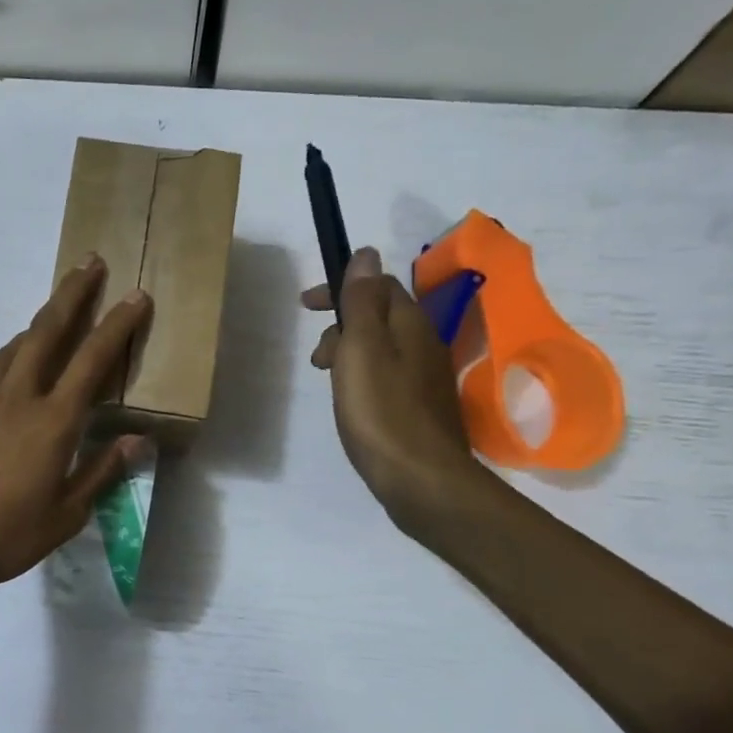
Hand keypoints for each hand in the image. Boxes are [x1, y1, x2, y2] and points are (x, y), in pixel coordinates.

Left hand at [0, 256, 152, 599]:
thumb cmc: (3, 537)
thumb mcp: (65, 516)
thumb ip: (101, 472)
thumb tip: (137, 440)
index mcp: (52, 422)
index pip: (92, 360)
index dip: (117, 325)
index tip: (136, 295)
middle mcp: (15, 399)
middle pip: (46, 331)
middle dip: (71, 293)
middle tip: (89, 263)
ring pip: (11, 350)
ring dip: (36, 326)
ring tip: (52, 317)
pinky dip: (7, 369)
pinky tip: (9, 389)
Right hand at [303, 246, 484, 536]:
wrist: (421, 480)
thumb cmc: (382, 411)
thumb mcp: (362, 348)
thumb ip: (361, 301)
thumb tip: (366, 253)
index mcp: (410, 325)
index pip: (378, 285)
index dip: (341, 288)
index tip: (306, 305)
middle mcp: (425, 344)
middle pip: (379, 317)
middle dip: (341, 324)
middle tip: (318, 358)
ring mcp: (426, 378)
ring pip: (382, 348)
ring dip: (349, 353)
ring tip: (328, 381)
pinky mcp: (420, 408)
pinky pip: (387, 375)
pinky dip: (362, 377)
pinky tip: (352, 402)